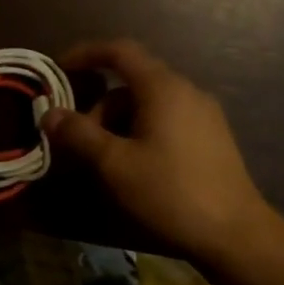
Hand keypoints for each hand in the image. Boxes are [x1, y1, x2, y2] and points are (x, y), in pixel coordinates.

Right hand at [42, 39, 282, 262]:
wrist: (234, 233)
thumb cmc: (169, 192)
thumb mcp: (114, 164)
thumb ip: (78, 134)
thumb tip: (48, 113)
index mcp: (163, 88)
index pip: (120, 51)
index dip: (86, 54)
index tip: (59, 69)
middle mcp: (187, 91)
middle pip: (131, 84)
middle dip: (98, 108)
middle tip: (79, 144)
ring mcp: (204, 115)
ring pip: (148, 106)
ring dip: (118, 125)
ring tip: (104, 163)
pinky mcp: (211, 138)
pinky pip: (166, 121)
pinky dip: (140, 133)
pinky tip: (134, 168)